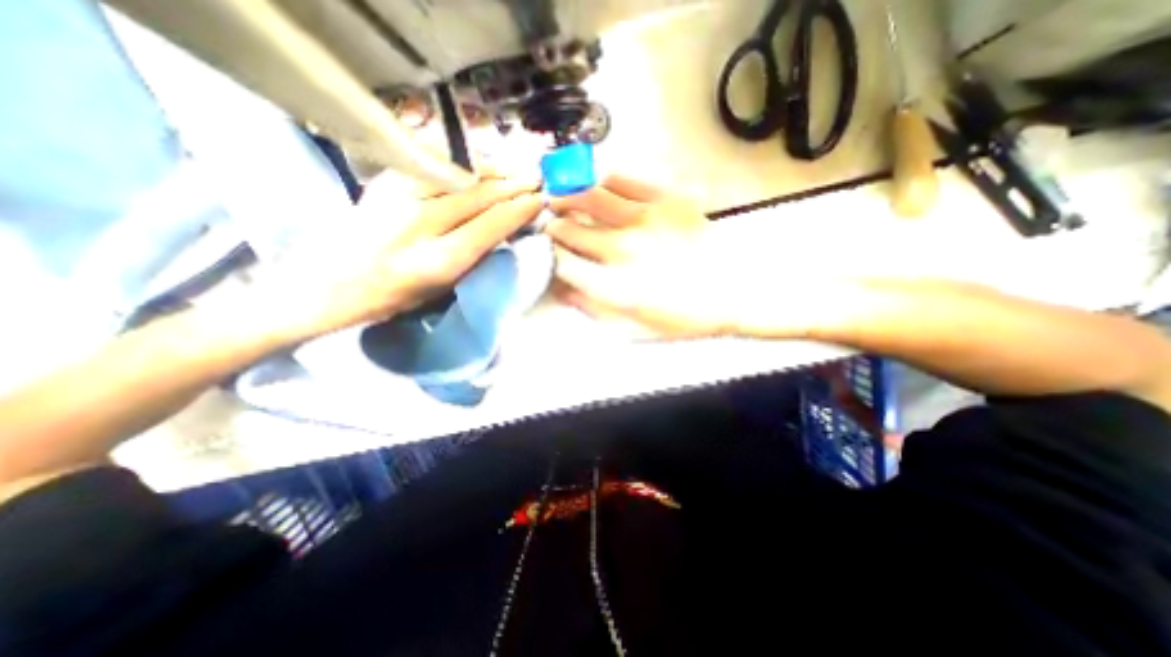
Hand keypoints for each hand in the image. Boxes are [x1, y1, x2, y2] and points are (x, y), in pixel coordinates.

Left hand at [267, 172, 541, 335]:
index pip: (490, 226)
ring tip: (511, 172)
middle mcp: (420, 224)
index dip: (518, 210)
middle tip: (534, 181)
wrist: (329, 283)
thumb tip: (502, 229)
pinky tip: (476, 167)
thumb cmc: (393, 298)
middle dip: (511, 186)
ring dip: (490, 171)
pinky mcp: (384, 182)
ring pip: (457, 174)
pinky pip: (433, 165)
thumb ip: (473, 257)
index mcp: (438, 261)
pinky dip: (461, 164)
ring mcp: (398, 197)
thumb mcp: (442, 288)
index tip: (538, 201)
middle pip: (477, 196)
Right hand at [545, 176, 743, 339]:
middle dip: (552, 226)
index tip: (546, 252)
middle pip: (569, 229)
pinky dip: (602, 181)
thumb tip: (559, 289)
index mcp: (614, 286)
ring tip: (562, 198)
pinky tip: (598, 187)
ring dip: (567, 197)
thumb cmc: (682, 317)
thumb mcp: (633, 329)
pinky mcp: (666, 199)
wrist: (734, 291)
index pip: (561, 262)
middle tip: (550, 225)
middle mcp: (623, 250)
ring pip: (588, 196)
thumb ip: (592, 309)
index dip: (547, 254)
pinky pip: (622, 180)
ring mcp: (644, 219)